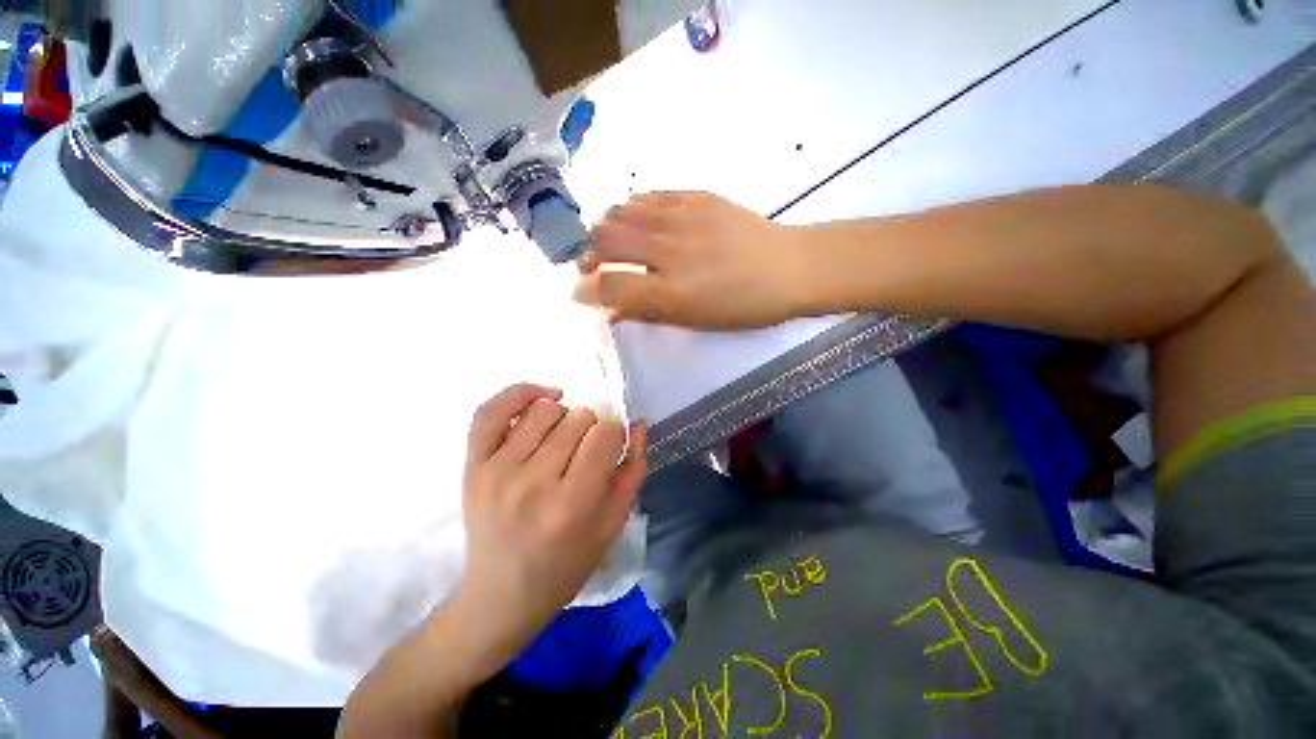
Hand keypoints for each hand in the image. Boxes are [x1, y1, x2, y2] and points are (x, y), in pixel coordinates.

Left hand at [453, 383, 646, 662]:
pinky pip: (493, 410)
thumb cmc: (566, 564)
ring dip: (564, 415)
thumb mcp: (613, 524)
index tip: (611, 445)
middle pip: (578, 418)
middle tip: (585, 451)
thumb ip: (632, 469)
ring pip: (545, 409)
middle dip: (592, 428)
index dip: (615, 433)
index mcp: (572, 504)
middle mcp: (532, 482)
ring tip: (563, 437)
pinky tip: (542, 397)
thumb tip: (636, 423)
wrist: (501, 594)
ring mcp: (497, 470)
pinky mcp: (472, 464)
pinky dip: (520, 393)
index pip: (605, 434)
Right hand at [574, 192, 807, 328]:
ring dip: (605, 229)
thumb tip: (611, 310)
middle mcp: (669, 252)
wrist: (789, 267)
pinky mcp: (696, 197)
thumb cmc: (743, 306)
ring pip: (622, 214)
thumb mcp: (695, 321)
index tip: (578, 292)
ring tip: (606, 240)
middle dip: (587, 255)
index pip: (609, 286)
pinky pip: (649, 197)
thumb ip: (649, 313)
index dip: (586, 290)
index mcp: (671, 292)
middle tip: (589, 265)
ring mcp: (682, 218)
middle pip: (607, 242)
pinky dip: (631, 208)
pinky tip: (633, 216)